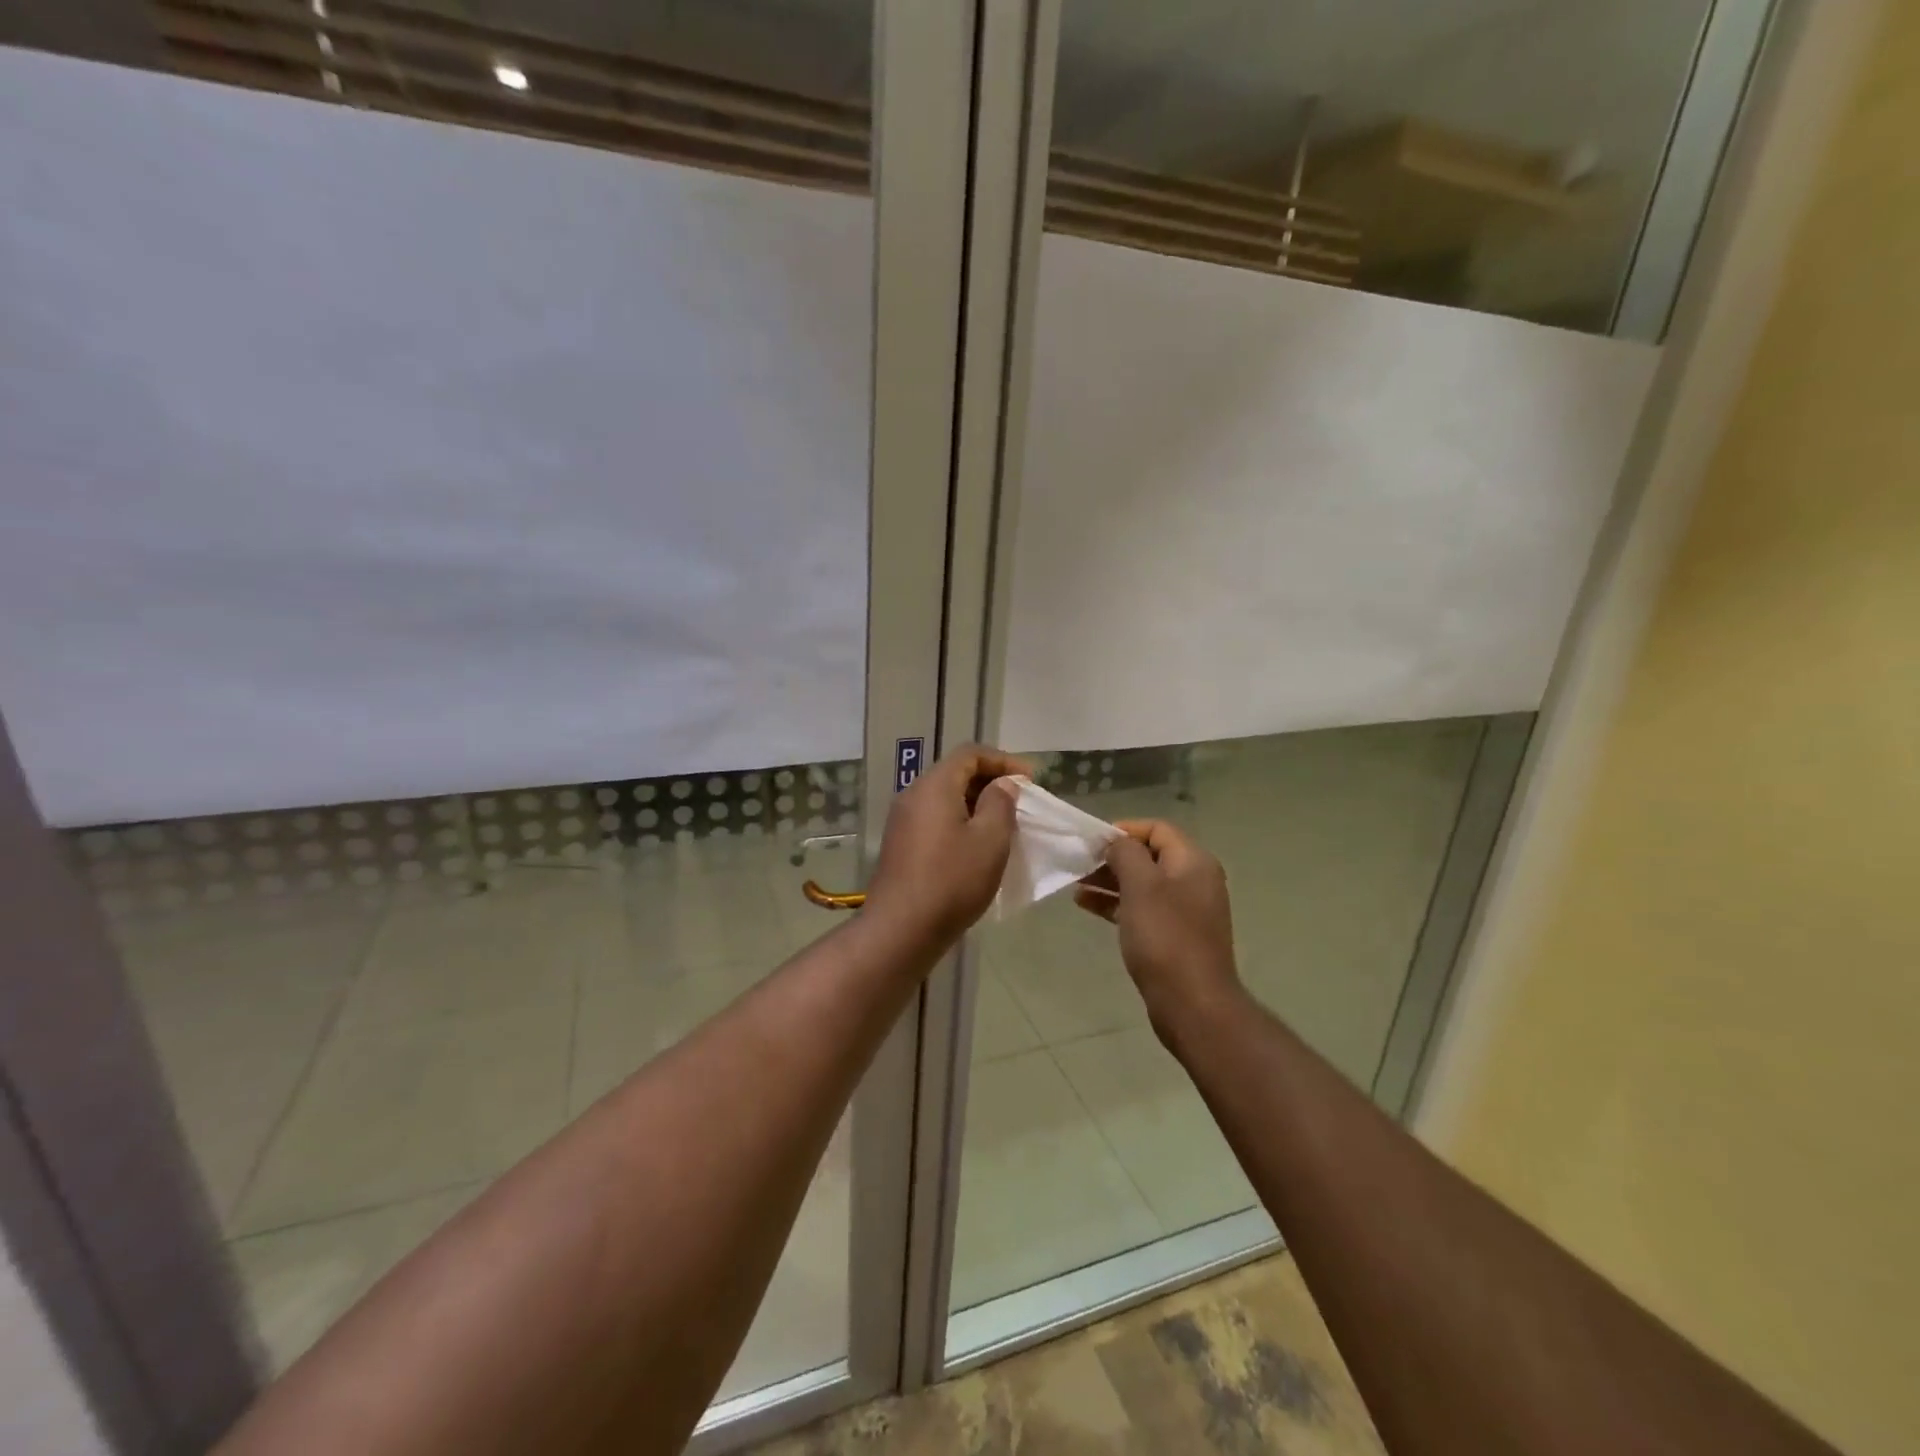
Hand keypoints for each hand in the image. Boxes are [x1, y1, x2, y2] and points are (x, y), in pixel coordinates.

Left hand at [865, 744, 1028, 948]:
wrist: (900, 929)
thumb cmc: (952, 880)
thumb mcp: (990, 840)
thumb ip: (1000, 803)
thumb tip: (1002, 785)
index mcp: (934, 786)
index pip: (970, 754)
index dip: (1003, 761)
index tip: (1030, 781)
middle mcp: (913, 795)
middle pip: (955, 773)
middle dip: (990, 782)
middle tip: (1020, 803)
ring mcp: (903, 821)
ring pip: (945, 798)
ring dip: (976, 804)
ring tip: (1003, 825)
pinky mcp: (900, 845)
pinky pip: (935, 819)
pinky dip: (960, 822)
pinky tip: (977, 847)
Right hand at [1074, 819, 1241, 1034]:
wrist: (1192, 1003)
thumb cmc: (1165, 937)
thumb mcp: (1141, 886)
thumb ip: (1126, 853)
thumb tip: (1116, 843)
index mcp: (1193, 862)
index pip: (1157, 829)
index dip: (1124, 830)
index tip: (1092, 842)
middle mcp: (1194, 880)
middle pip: (1149, 855)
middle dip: (1112, 857)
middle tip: (1079, 863)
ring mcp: (1185, 910)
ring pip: (1142, 883)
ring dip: (1110, 880)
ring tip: (1076, 884)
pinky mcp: (1174, 935)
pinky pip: (1142, 908)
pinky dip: (1116, 903)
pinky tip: (1086, 905)